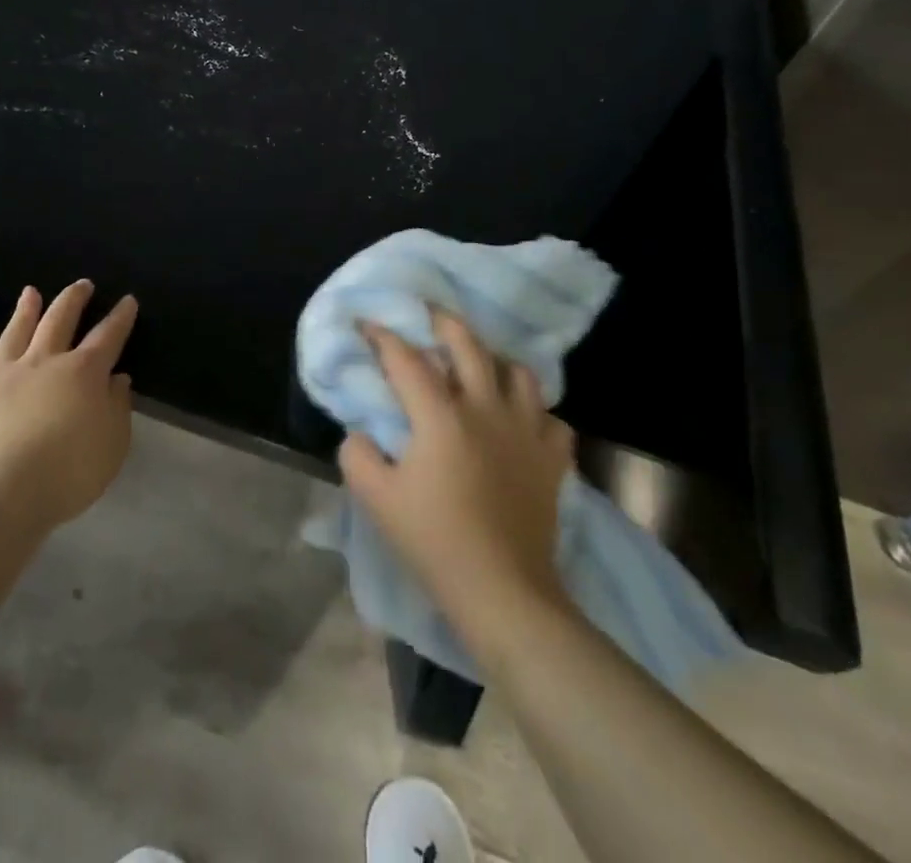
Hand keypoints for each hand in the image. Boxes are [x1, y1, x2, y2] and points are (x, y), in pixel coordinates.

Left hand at [0, 281, 137, 530]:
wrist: (0, 494)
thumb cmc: (68, 472)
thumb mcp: (112, 444)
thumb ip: (117, 407)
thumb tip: (117, 379)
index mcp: (83, 372)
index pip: (107, 335)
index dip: (120, 317)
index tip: (127, 300)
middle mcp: (45, 361)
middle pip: (60, 320)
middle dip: (73, 299)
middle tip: (81, 284)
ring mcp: (6, 375)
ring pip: (17, 331)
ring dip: (26, 310)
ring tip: (30, 292)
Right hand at [339, 310, 575, 642]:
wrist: (502, 592)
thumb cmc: (434, 542)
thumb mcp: (376, 499)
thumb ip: (357, 454)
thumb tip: (362, 431)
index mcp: (441, 416)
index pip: (406, 359)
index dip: (383, 336)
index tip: (367, 324)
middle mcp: (486, 409)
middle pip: (468, 344)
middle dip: (442, 322)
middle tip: (427, 317)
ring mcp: (526, 431)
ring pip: (518, 372)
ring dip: (496, 361)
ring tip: (480, 367)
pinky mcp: (552, 459)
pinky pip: (551, 418)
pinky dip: (535, 412)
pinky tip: (520, 422)